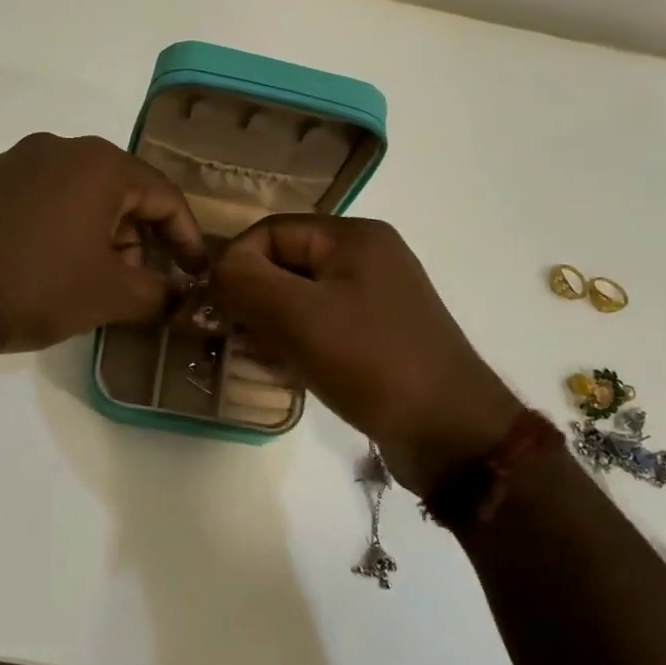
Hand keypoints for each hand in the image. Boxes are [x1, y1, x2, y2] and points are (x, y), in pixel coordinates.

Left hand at [0, 133, 205, 357]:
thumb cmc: (29, 284)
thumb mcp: (106, 295)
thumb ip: (156, 294)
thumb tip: (177, 297)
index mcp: (100, 164)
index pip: (165, 197)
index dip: (187, 240)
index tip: (195, 276)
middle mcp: (59, 149)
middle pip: (122, 195)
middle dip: (138, 244)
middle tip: (137, 289)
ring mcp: (15, 163)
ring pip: (81, 200)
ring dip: (99, 242)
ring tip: (89, 288)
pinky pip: (43, 205)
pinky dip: (61, 236)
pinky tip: (45, 274)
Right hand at [209, 216, 520, 493]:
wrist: (450, 432)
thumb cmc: (372, 363)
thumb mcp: (299, 316)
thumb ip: (245, 282)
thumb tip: (214, 269)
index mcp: (353, 237)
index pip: (270, 232)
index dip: (236, 265)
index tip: (217, 310)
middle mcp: (366, 259)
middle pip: (284, 265)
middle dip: (252, 300)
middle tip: (233, 339)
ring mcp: (375, 299)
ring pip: (298, 300)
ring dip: (270, 327)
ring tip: (259, 360)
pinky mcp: (377, 336)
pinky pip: (320, 327)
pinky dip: (295, 345)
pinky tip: (286, 373)